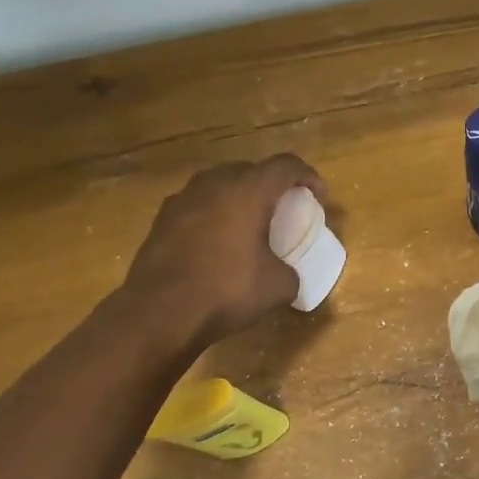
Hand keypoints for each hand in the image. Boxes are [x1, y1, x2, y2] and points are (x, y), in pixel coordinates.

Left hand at [117, 155, 325, 352]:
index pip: (285, 166)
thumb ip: (290, 271)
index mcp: (248, 191)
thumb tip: (285, 273)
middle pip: (250, 170)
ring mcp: (182, 200)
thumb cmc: (227, 290)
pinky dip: (214, 216)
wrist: (159, 312)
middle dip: (271, 185)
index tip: (318, 196)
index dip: (308, 176)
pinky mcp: (161, 220)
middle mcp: (213, 184)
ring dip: (239, 198)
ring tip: (250, 224)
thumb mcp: (278, 286)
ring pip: (219, 186)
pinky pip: (198, 206)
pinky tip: (219, 243)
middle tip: (284, 209)